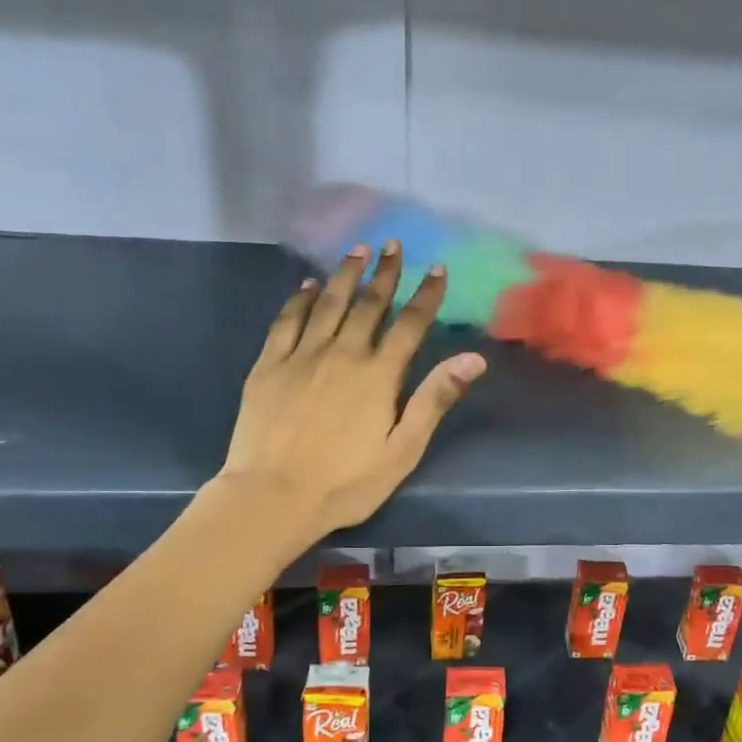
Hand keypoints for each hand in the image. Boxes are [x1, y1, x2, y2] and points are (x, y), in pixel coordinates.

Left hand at [216, 240, 485, 540]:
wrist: (273, 496)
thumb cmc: (346, 482)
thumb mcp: (402, 450)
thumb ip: (434, 400)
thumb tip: (472, 359)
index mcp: (378, 376)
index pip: (409, 325)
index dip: (426, 295)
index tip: (437, 268)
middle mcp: (342, 354)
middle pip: (368, 305)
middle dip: (385, 273)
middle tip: (393, 244)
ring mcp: (301, 356)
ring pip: (327, 303)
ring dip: (345, 275)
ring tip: (357, 250)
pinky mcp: (269, 365)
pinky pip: (287, 321)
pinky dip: (300, 299)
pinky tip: (308, 285)